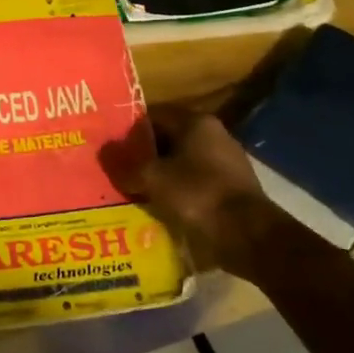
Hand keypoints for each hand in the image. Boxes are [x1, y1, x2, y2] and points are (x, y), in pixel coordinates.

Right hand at [99, 103, 263, 272]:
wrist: (249, 236)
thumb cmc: (198, 196)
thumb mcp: (153, 179)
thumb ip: (126, 165)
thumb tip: (103, 151)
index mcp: (196, 122)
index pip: (153, 116)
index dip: (129, 132)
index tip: (111, 149)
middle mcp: (214, 134)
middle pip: (167, 139)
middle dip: (144, 156)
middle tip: (119, 171)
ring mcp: (226, 162)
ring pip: (181, 162)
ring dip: (160, 175)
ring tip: (135, 192)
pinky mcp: (232, 188)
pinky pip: (195, 182)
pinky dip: (178, 191)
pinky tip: (162, 207)